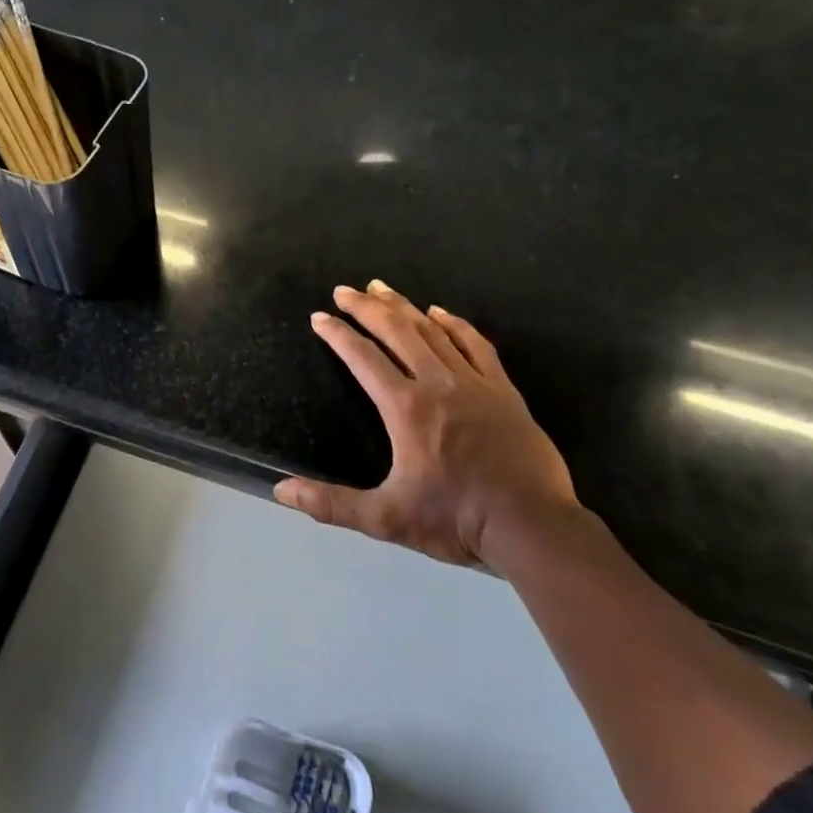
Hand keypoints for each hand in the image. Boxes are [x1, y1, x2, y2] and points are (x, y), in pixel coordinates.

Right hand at [274, 281, 579, 574]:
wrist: (532, 525)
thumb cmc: (455, 520)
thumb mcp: (385, 518)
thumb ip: (331, 504)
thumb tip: (281, 491)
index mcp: (406, 408)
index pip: (363, 358)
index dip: (337, 334)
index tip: (319, 317)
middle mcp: (437, 384)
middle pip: (397, 332)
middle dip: (366, 307)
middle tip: (344, 290)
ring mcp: (474, 383)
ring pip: (433, 331)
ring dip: (403, 307)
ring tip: (382, 288)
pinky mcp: (503, 390)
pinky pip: (475, 344)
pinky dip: (454, 324)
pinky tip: (441, 312)